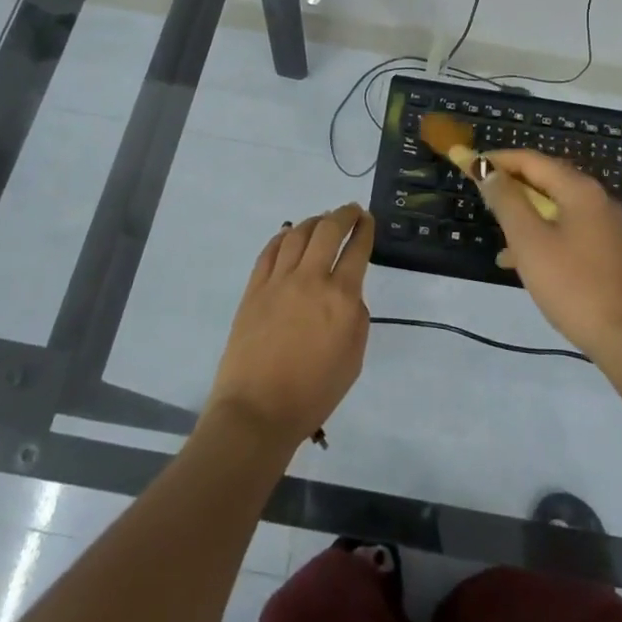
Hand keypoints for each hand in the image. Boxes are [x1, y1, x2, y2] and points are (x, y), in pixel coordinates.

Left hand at [207, 204, 373, 451]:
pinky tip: (288, 235)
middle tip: (351, 211)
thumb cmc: (314, 392)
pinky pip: (269, 251)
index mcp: (341, 297)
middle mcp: (310, 279)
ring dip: (313, 222)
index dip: (365, 229)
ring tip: (321, 220)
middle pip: (328, 230)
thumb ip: (355, 316)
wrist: (258, 410)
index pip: (357, 249)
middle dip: (343, 214)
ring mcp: (278, 281)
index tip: (368, 220)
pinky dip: (282, 237)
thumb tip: (346, 292)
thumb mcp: (354, 357)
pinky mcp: (254, 289)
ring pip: (297, 234)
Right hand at [475, 149, 621, 363]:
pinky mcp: (607, 250)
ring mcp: (605, 225)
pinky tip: (519, 260)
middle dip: (510, 184)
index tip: (466, 163)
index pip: (531, 160)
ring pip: (555, 206)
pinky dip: (541, 234)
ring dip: (524, 212)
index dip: (496, 160)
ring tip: (495, 229)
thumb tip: (488, 171)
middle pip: (545, 179)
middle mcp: (596, 198)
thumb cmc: (572, 284)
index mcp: (579, 189)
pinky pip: (566, 229)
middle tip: (479, 192)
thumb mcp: (529, 241)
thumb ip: (506, 201)